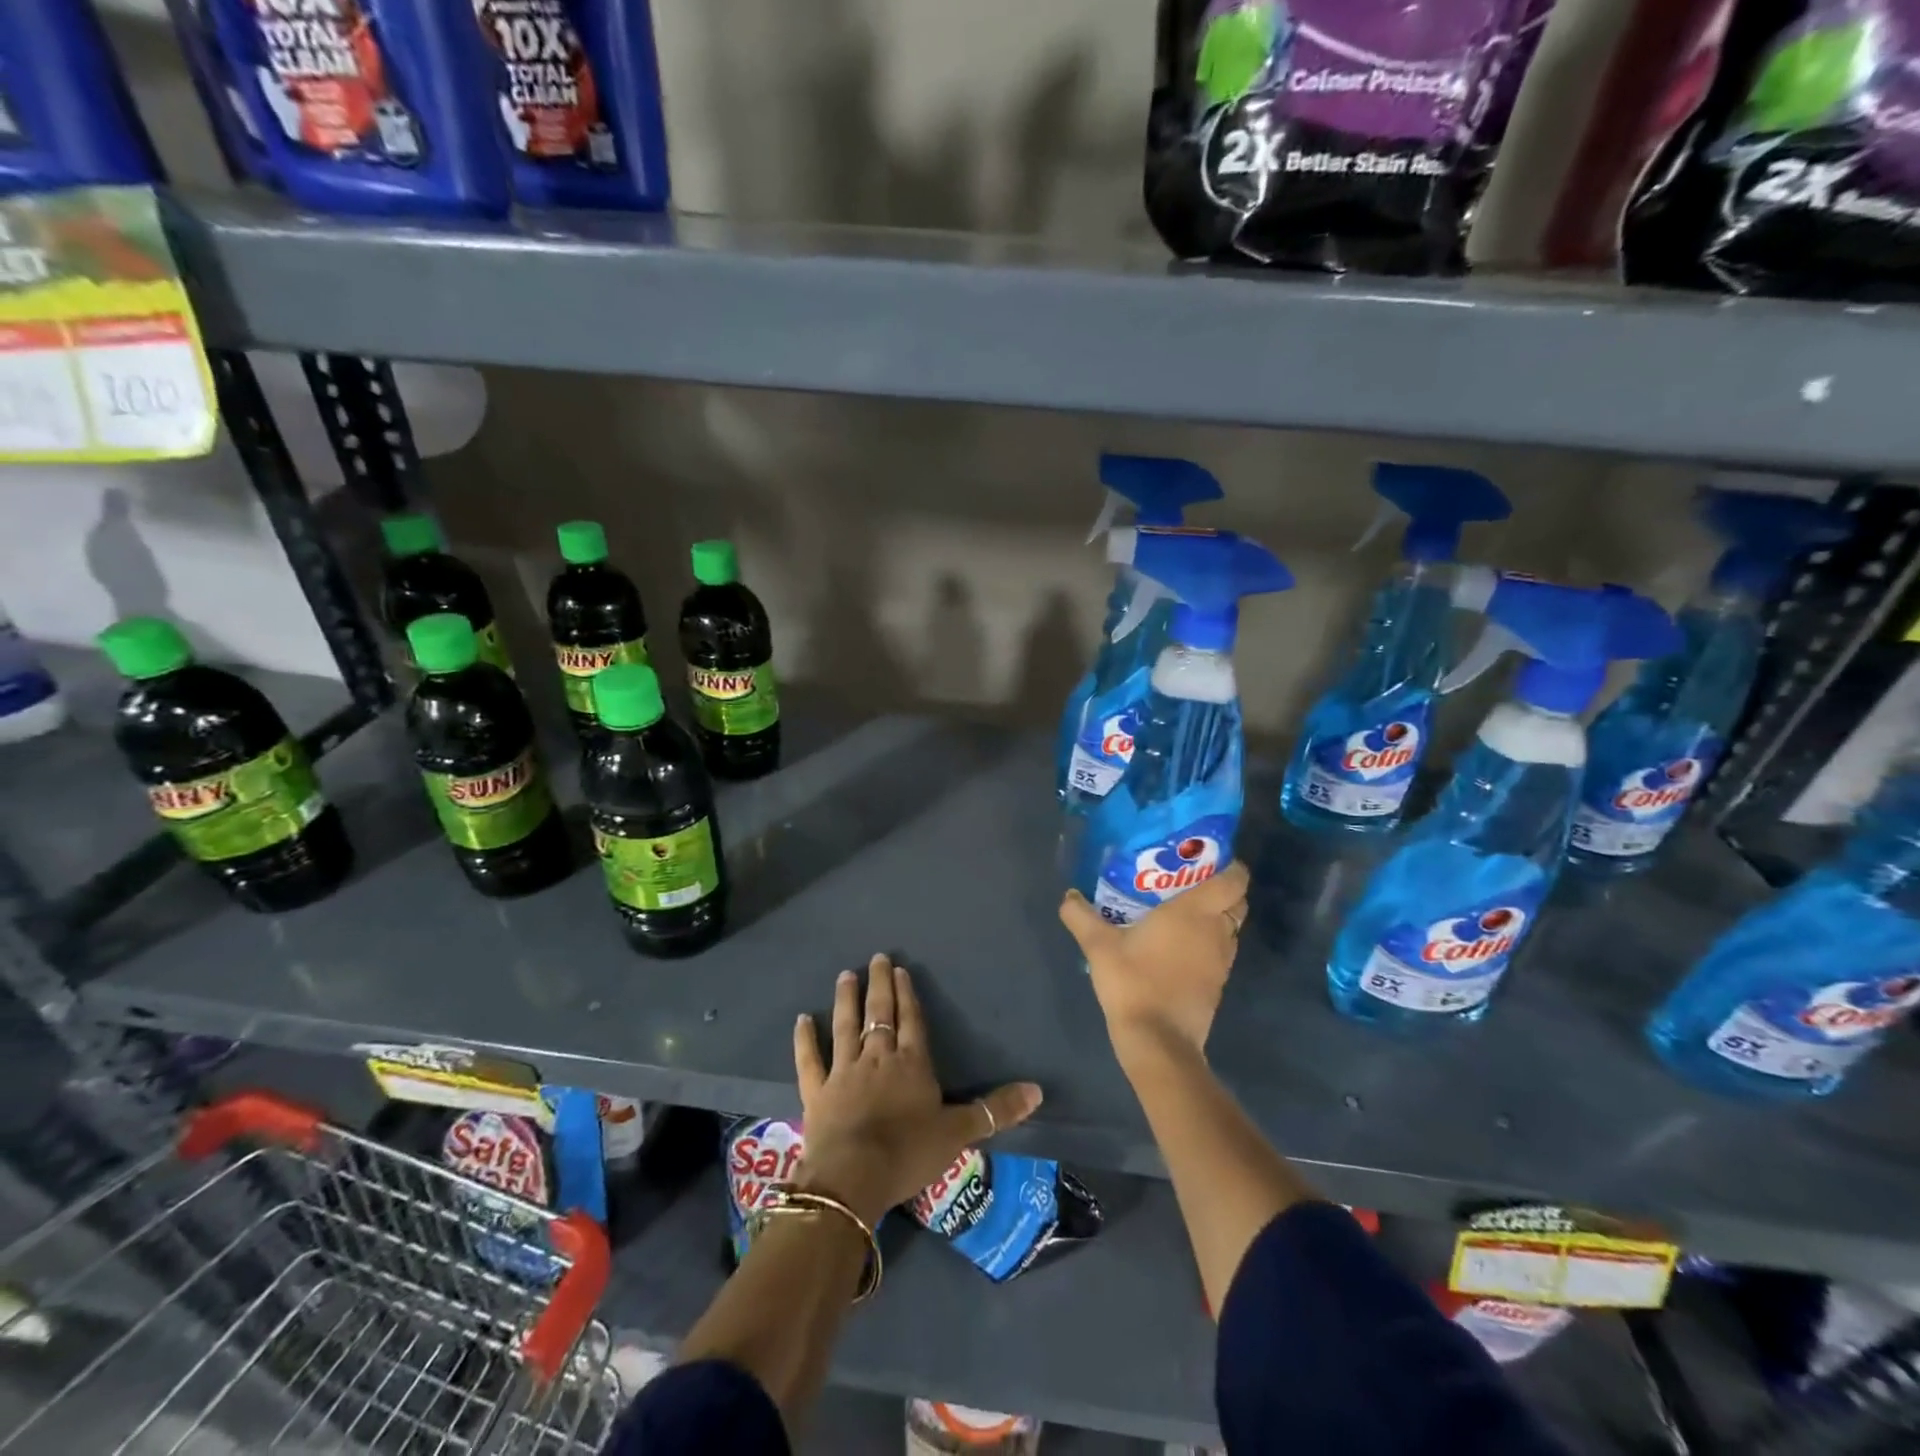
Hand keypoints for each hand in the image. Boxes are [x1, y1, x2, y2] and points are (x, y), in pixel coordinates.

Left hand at [792, 955, 1042, 1225]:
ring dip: (846, 999)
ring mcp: (844, 1072)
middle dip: (879, 985)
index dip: (907, 995)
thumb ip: (996, 1109)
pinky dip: (805, 1039)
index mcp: (911, 1063)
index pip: (911, 1021)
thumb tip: (1039, 1090)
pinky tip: (802, 1018)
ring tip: (846, 975)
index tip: (901, 970)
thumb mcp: (960, 1132)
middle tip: (876, 958)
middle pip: (879, 1014)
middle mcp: (877, 1058)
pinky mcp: (817, 1092)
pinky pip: (810, 1060)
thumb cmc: (909, 1152)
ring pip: (846, 1027)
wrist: (853, 1178)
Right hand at [1059, 860, 1250, 1062]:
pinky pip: (1221, 950)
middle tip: (1187, 882)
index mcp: (1195, 911)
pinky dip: (1209, 942)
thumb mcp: (1098, 946)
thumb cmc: (1133, 982)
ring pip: (1231, 926)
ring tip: (1181, 911)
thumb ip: (1081, 916)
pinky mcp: (1218, 983)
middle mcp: (1216, 931)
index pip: (1235, 879)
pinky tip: (1178, 945)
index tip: (1205, 859)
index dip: (1229, 865)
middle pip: (1237, 901)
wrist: (1158, 1041)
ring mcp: (1222, 960)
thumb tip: (1068, 895)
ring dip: (1215, 916)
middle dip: (1221, 888)